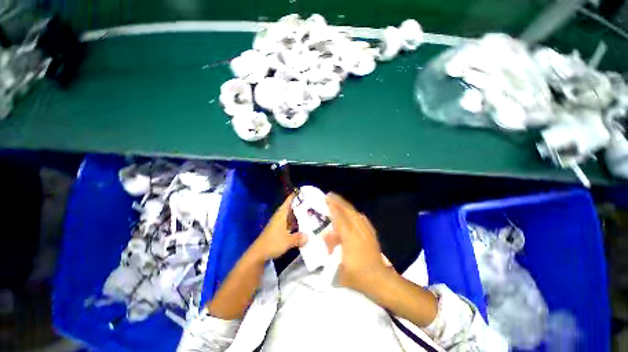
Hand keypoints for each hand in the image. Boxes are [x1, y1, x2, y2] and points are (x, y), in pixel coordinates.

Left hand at [252, 193, 307, 259]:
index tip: (304, 192)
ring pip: (289, 216)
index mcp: (281, 214)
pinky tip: (301, 226)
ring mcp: (278, 224)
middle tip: (310, 204)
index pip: (288, 201)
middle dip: (299, 206)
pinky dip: (294, 223)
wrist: (258, 253)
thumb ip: (299, 238)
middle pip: (290, 208)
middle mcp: (279, 217)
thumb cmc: (273, 243)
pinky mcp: (277, 230)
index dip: (295, 196)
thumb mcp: (288, 241)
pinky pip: (288, 223)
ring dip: (297, 215)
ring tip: (308, 213)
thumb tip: (308, 236)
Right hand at [327, 193, 388, 293]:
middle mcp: (359, 230)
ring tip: (339, 201)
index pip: (340, 218)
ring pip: (356, 213)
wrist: (379, 280)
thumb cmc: (357, 276)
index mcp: (350, 237)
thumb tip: (326, 234)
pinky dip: (355, 213)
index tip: (326, 199)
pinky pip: (362, 218)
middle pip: (348, 211)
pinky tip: (353, 212)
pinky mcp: (372, 234)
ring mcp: (367, 231)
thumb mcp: (338, 266)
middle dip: (339, 202)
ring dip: (346, 205)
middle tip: (330, 195)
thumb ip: (332, 248)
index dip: (333, 207)